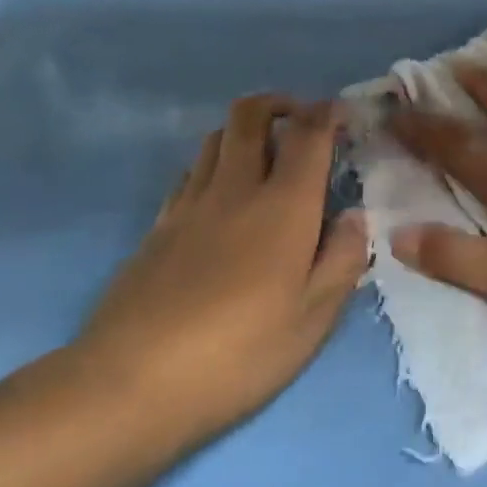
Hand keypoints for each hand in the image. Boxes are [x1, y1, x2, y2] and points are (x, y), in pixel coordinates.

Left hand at [73, 95, 368, 446]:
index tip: (343, 114)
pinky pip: (191, 171)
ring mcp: (190, 203)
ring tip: (264, 156)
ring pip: (216, 137)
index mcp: (283, 204)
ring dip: (245, 130)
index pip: (307, 134)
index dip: (328, 113)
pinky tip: (222, 196)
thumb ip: (343, 259)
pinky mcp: (158, 226)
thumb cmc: (239, 353)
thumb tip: (356, 216)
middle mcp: (236, 188)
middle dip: (280, 103)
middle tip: (301, 122)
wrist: (130, 383)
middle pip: (250, 114)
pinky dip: (214, 163)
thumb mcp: (313, 319)